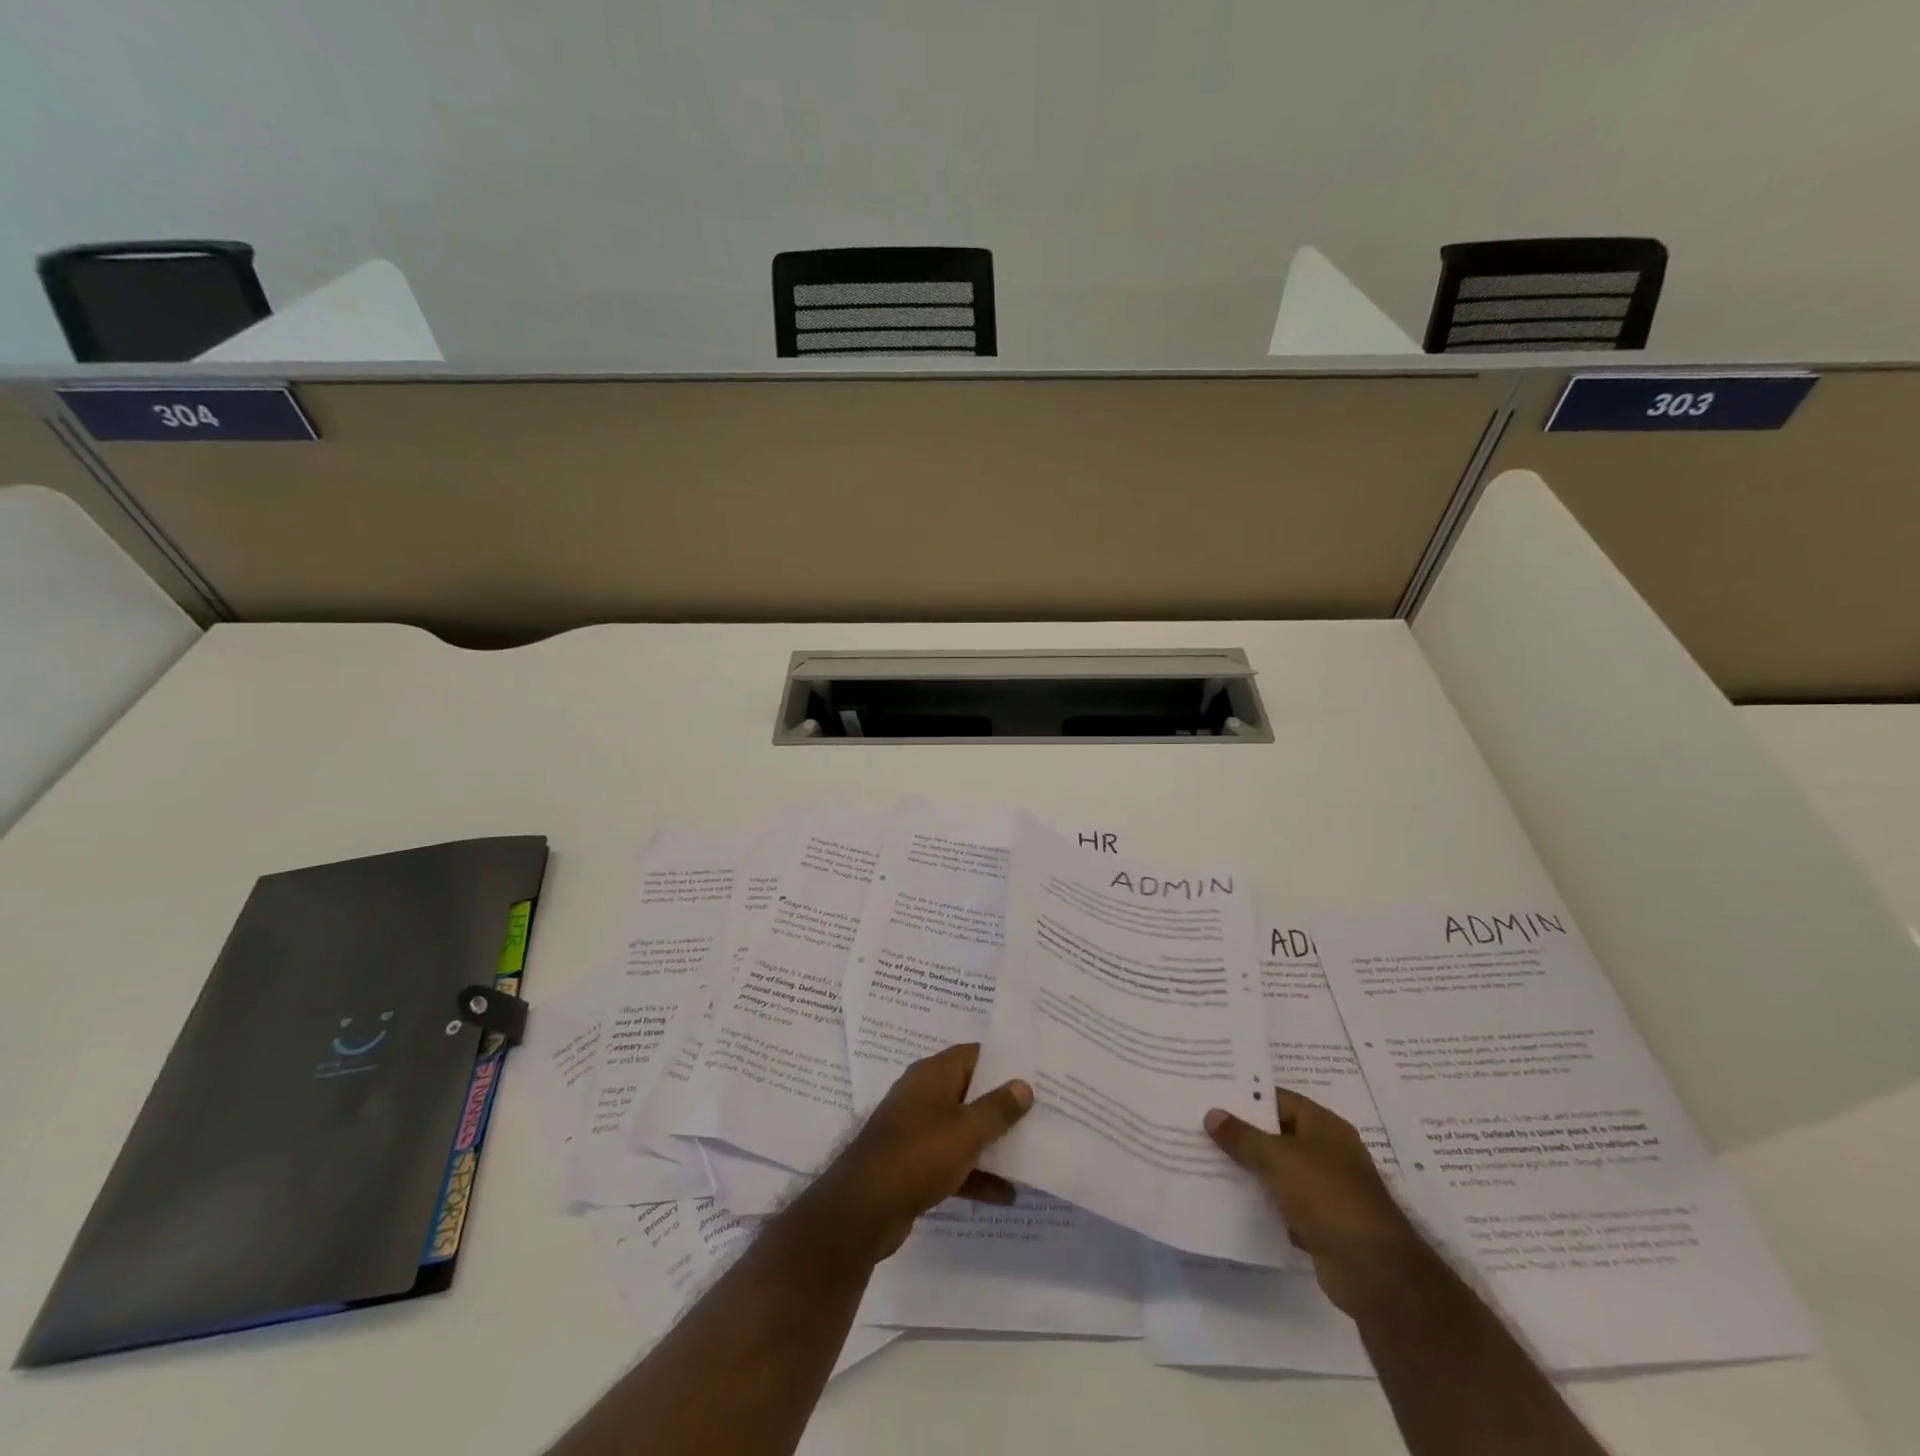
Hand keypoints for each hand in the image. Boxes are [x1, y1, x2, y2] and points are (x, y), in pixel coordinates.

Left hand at [803, 1044, 1032, 1262]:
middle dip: (1002, 1103)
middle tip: (1041, 1111)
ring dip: (992, 1142)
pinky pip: (953, 1161)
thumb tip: (1023, 1085)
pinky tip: (1007, 1195)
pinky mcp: (914, 1164)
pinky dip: (976, 1174)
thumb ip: (998, 1108)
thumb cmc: (919, 1155)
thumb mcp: (967, 1130)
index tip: (1035, 1071)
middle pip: (970, 1091)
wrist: (863, 1209)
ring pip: (963, 1129)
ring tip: (1032, 1152)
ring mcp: (917, 1130)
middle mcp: (923, 1095)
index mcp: (933, 1074)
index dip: (1004, 1061)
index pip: (974, 1054)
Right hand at [1205, 1089, 1427, 1316]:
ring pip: (1278, 1170)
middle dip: (1242, 1133)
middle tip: (1201, 1124)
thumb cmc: (1327, 1196)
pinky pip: (1282, 1203)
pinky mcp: (1320, 1223)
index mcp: (1324, 1127)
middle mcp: (1327, 1153)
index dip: (1247, 1096)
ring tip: (1206, 1157)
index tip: (1212, 1093)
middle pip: (1277, 1134)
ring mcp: (1325, 1190)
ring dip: (1249, 1168)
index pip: (1279, 1099)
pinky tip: (1228, 1198)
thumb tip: (1212, 1115)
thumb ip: (1243, 1137)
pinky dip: (1260, 1202)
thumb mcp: (1278, 1158)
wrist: (1372, 1271)